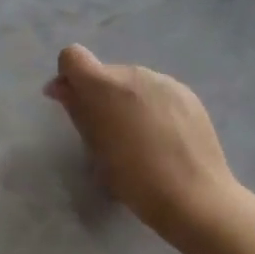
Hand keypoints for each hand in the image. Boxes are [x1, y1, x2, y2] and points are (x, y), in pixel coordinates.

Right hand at [44, 44, 236, 239]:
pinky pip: (158, 92)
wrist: (193, 196)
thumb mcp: (94, 147)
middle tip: (105, 131)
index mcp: (104, 85)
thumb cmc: (134, 179)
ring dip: (126, 100)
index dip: (68, 77)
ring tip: (138, 137)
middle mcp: (134, 73)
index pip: (72, 56)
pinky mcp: (188, 94)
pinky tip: (162, 138)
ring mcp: (165, 81)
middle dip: (99, 94)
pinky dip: (151, 107)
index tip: (72, 103)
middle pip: (105, 72)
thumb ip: (76, 109)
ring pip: (133, 82)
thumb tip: (61, 88)